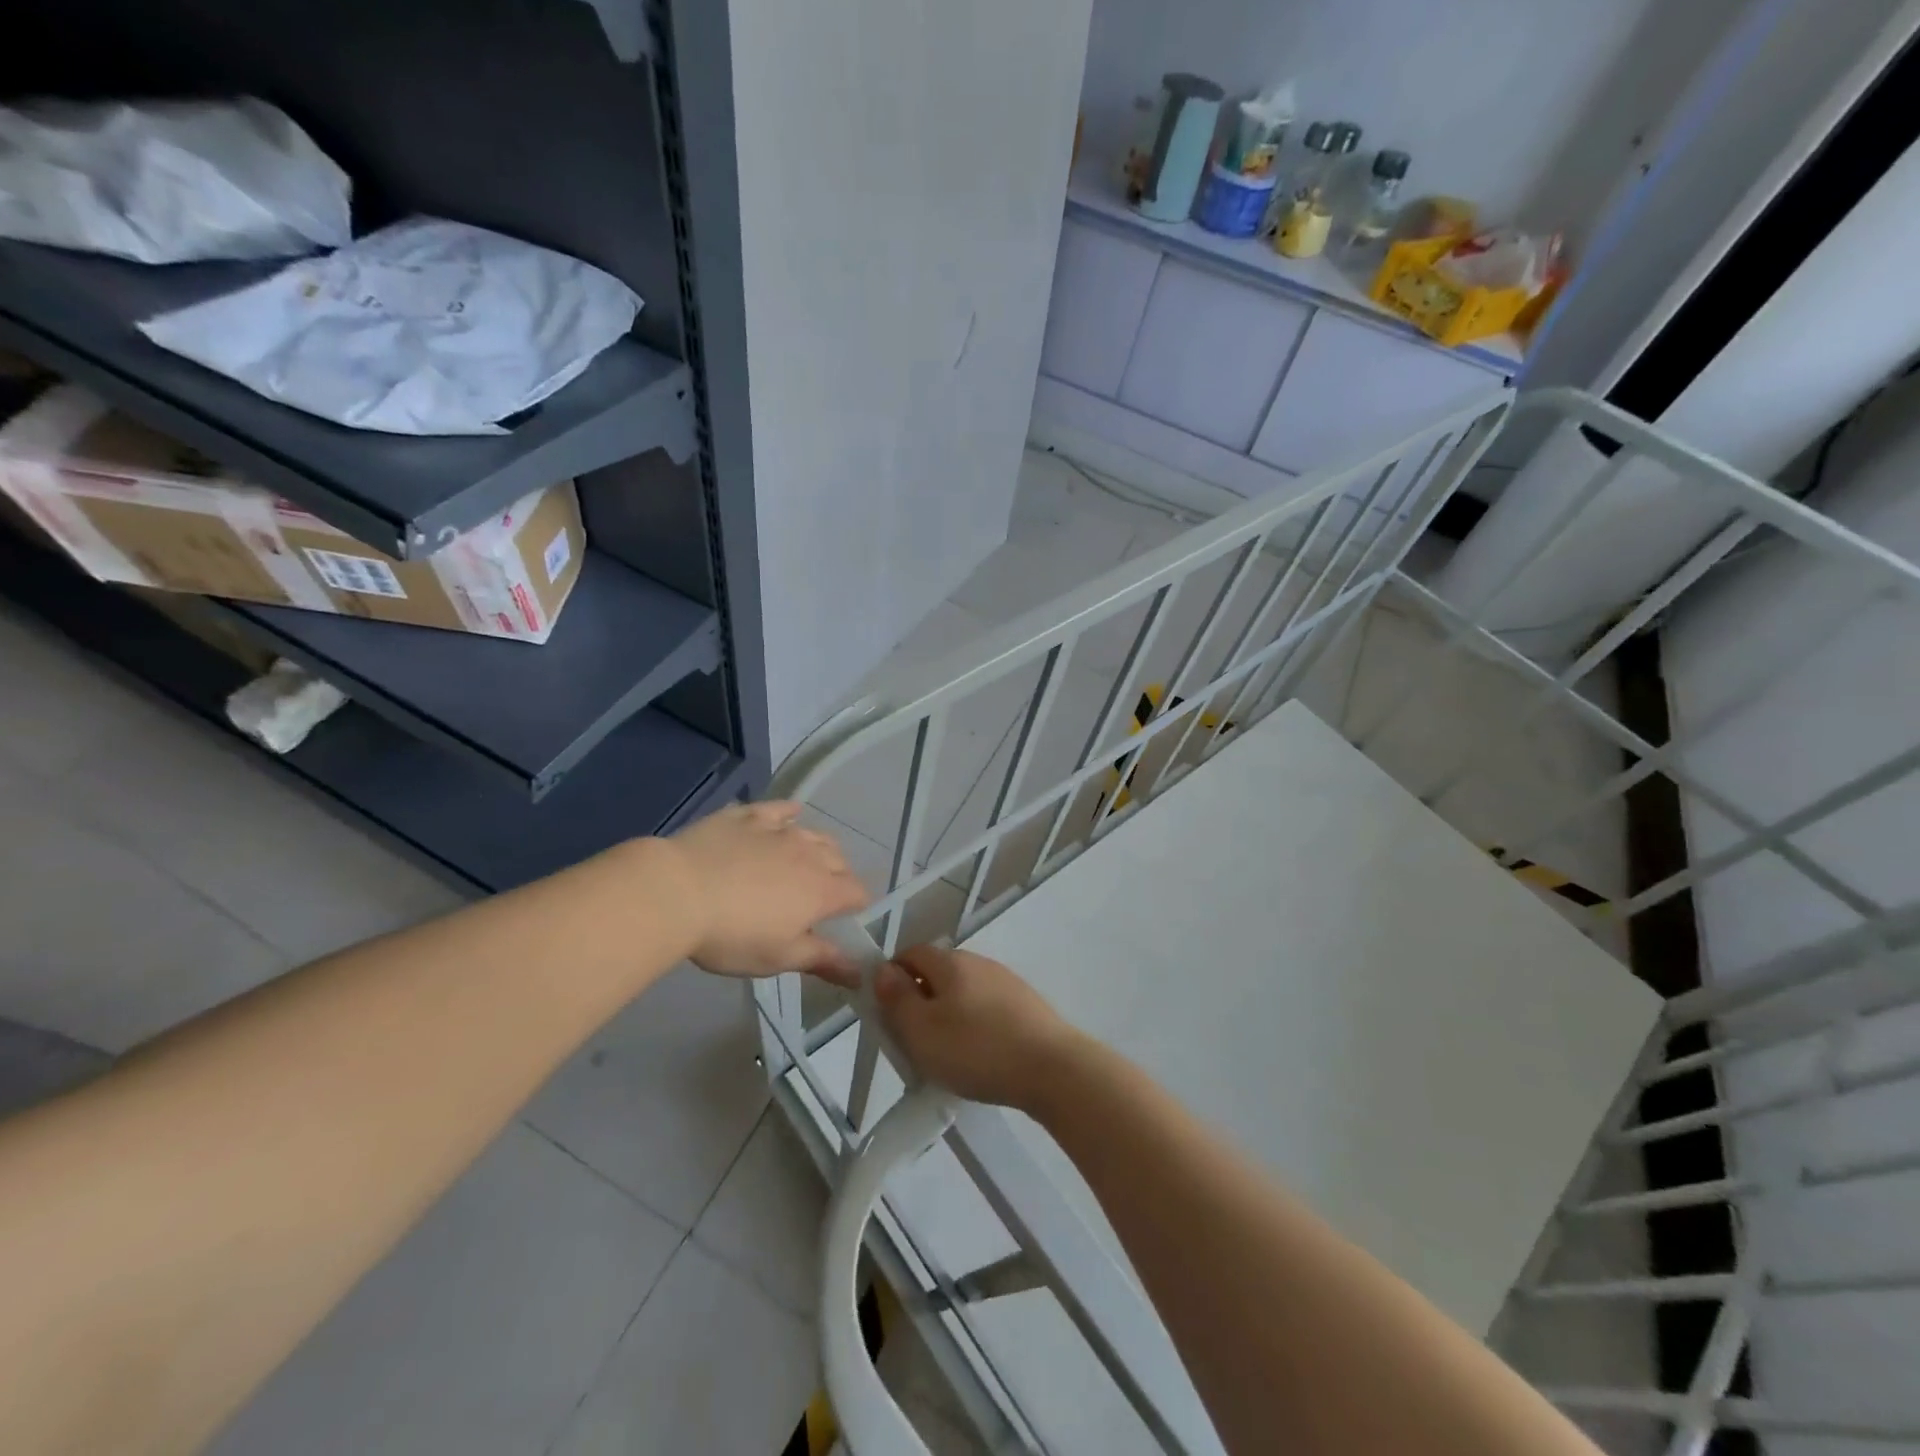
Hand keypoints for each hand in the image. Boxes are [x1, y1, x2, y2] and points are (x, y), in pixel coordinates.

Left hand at [665, 802, 868, 980]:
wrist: (676, 892)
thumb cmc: (731, 935)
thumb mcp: (778, 958)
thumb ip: (822, 960)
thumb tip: (860, 974)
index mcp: (822, 891)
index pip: (857, 893)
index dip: (857, 904)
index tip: (847, 917)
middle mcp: (808, 854)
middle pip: (839, 860)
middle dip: (839, 876)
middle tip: (821, 895)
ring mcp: (778, 831)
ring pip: (814, 833)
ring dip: (819, 847)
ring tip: (809, 860)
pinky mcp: (748, 816)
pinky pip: (778, 809)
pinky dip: (789, 813)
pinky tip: (790, 814)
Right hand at [876, 946, 1083, 1110]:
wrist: (1053, 1069)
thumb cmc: (977, 1049)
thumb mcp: (921, 1031)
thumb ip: (897, 999)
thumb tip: (882, 969)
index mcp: (950, 962)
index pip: (910, 953)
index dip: (892, 977)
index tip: (887, 1013)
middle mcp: (979, 962)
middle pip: (938, 972)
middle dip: (920, 999)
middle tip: (913, 1040)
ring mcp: (1007, 982)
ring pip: (964, 992)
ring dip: (948, 1015)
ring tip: (946, 1055)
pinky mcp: (1027, 1005)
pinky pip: (987, 1009)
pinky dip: (975, 1026)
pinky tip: (980, 1056)